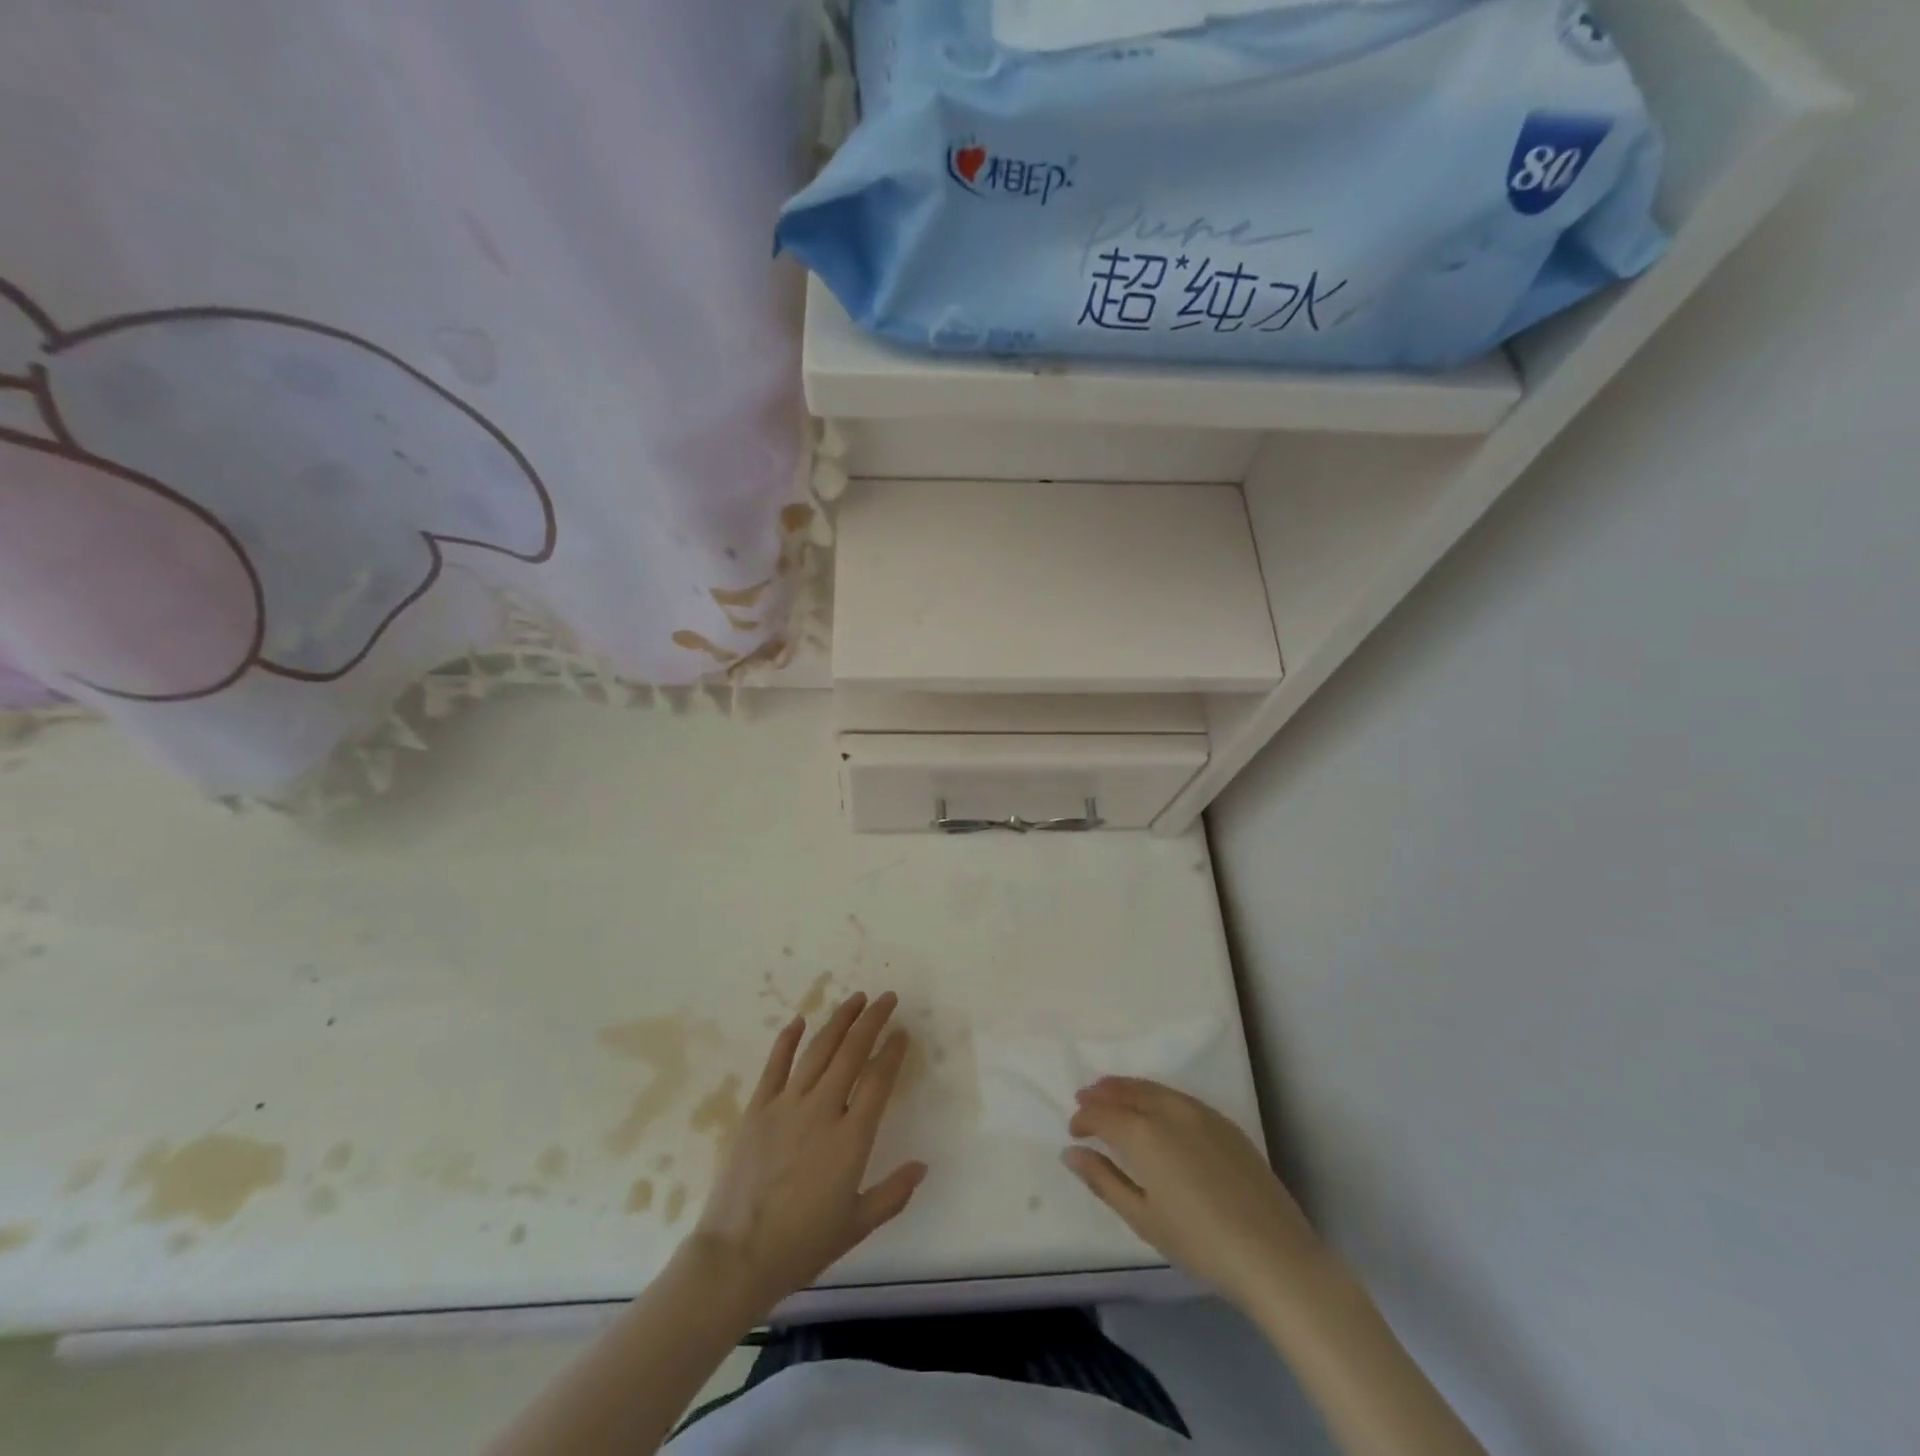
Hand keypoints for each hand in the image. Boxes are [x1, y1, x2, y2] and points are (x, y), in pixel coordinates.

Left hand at [691, 992, 925, 1315]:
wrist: (737, 1257)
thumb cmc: (802, 1245)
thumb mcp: (856, 1225)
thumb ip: (892, 1194)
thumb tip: (922, 1166)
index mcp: (851, 1138)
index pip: (879, 1079)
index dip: (893, 1051)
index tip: (903, 1032)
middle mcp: (822, 1110)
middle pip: (852, 1052)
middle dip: (872, 1020)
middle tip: (887, 998)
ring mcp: (787, 1105)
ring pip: (818, 1049)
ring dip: (839, 1020)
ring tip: (855, 999)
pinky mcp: (758, 1108)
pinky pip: (775, 1065)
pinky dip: (787, 1039)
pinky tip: (799, 1020)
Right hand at [1064, 1077, 1320, 1307]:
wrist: (1272, 1253)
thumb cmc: (1199, 1241)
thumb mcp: (1142, 1218)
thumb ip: (1103, 1180)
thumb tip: (1071, 1153)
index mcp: (1143, 1132)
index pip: (1102, 1113)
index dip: (1083, 1118)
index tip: (1074, 1132)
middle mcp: (1168, 1110)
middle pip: (1127, 1091)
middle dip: (1102, 1094)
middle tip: (1084, 1099)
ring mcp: (1199, 1112)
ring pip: (1153, 1088)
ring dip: (1127, 1088)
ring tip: (1112, 1095)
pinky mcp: (1223, 1122)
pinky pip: (1178, 1096)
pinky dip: (1156, 1095)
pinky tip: (1154, 1109)